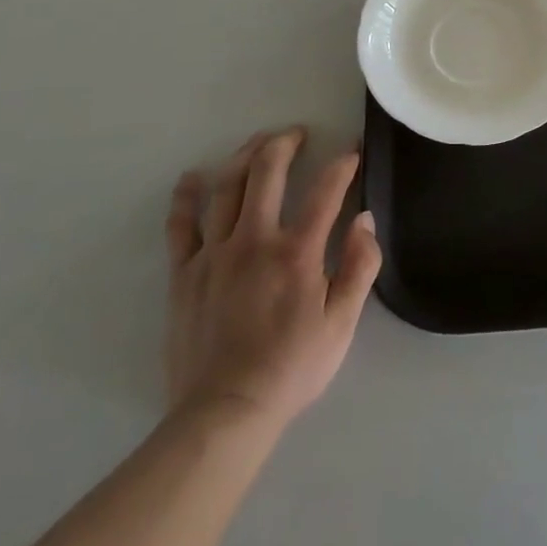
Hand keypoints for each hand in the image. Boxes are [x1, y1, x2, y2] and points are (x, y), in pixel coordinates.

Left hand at [163, 128, 381, 430]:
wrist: (226, 412)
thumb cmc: (292, 367)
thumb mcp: (342, 323)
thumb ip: (360, 266)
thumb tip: (365, 219)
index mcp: (297, 251)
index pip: (325, 191)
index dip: (342, 164)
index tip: (352, 150)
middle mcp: (254, 240)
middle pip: (267, 172)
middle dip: (284, 144)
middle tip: (296, 133)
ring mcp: (214, 254)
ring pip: (226, 188)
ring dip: (244, 156)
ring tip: (258, 142)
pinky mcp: (184, 274)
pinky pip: (181, 226)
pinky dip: (185, 198)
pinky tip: (192, 178)